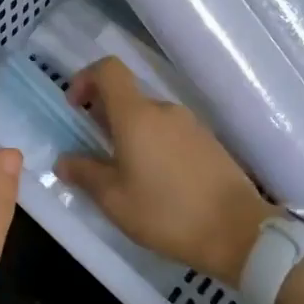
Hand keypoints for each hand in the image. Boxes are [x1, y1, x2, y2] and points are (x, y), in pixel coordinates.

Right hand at [56, 57, 274, 285]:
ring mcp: (191, 125)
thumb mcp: (114, 200)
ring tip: (126, 175)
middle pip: (127, 97)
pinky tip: (157, 183)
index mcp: (137, 116)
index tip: (75, 107)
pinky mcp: (209, 143)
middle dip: (105, 117)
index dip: (85, 79)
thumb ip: (85, 174)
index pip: (108, 70)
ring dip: (130, 136)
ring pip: (149, 118)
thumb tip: (64, 161)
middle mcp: (165, 110)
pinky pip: (171, 134)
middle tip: (95, 154)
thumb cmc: (167, 213)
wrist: (239, 233)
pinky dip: (154, 147)